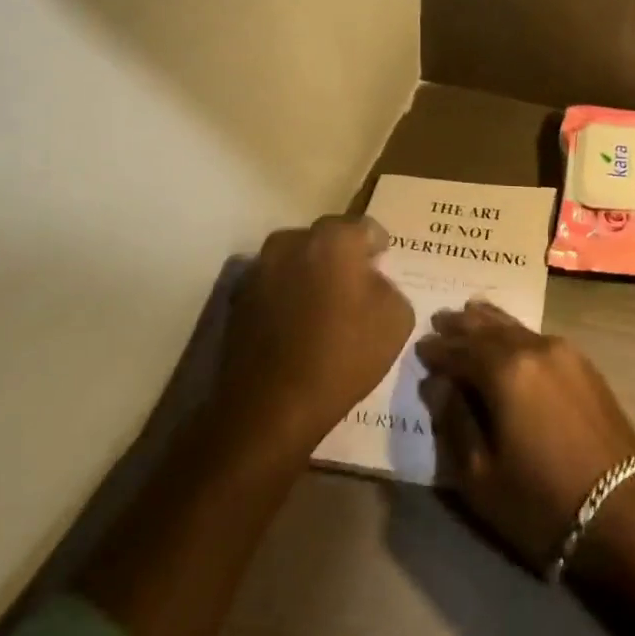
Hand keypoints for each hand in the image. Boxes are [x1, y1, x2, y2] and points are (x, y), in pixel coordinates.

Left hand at [210, 215, 413, 465]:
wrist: (271, 408)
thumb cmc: (342, 357)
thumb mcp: (396, 319)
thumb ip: (389, 286)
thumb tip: (371, 281)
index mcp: (334, 239)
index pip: (365, 227)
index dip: (377, 245)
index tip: (382, 265)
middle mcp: (292, 242)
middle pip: (325, 239)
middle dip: (340, 256)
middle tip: (353, 286)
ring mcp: (260, 269)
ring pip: (295, 259)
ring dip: (309, 273)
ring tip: (321, 306)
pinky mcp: (238, 298)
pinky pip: (273, 285)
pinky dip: (285, 296)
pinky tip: (295, 326)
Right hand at [415, 300, 634, 571]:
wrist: (621, 508)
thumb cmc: (540, 501)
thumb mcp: (480, 475)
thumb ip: (454, 421)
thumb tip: (437, 384)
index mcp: (505, 370)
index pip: (460, 350)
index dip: (437, 350)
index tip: (419, 347)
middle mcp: (533, 347)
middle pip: (489, 328)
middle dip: (462, 325)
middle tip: (440, 318)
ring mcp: (563, 351)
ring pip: (516, 327)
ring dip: (489, 321)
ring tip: (469, 312)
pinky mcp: (583, 364)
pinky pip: (537, 336)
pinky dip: (515, 331)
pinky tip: (509, 335)